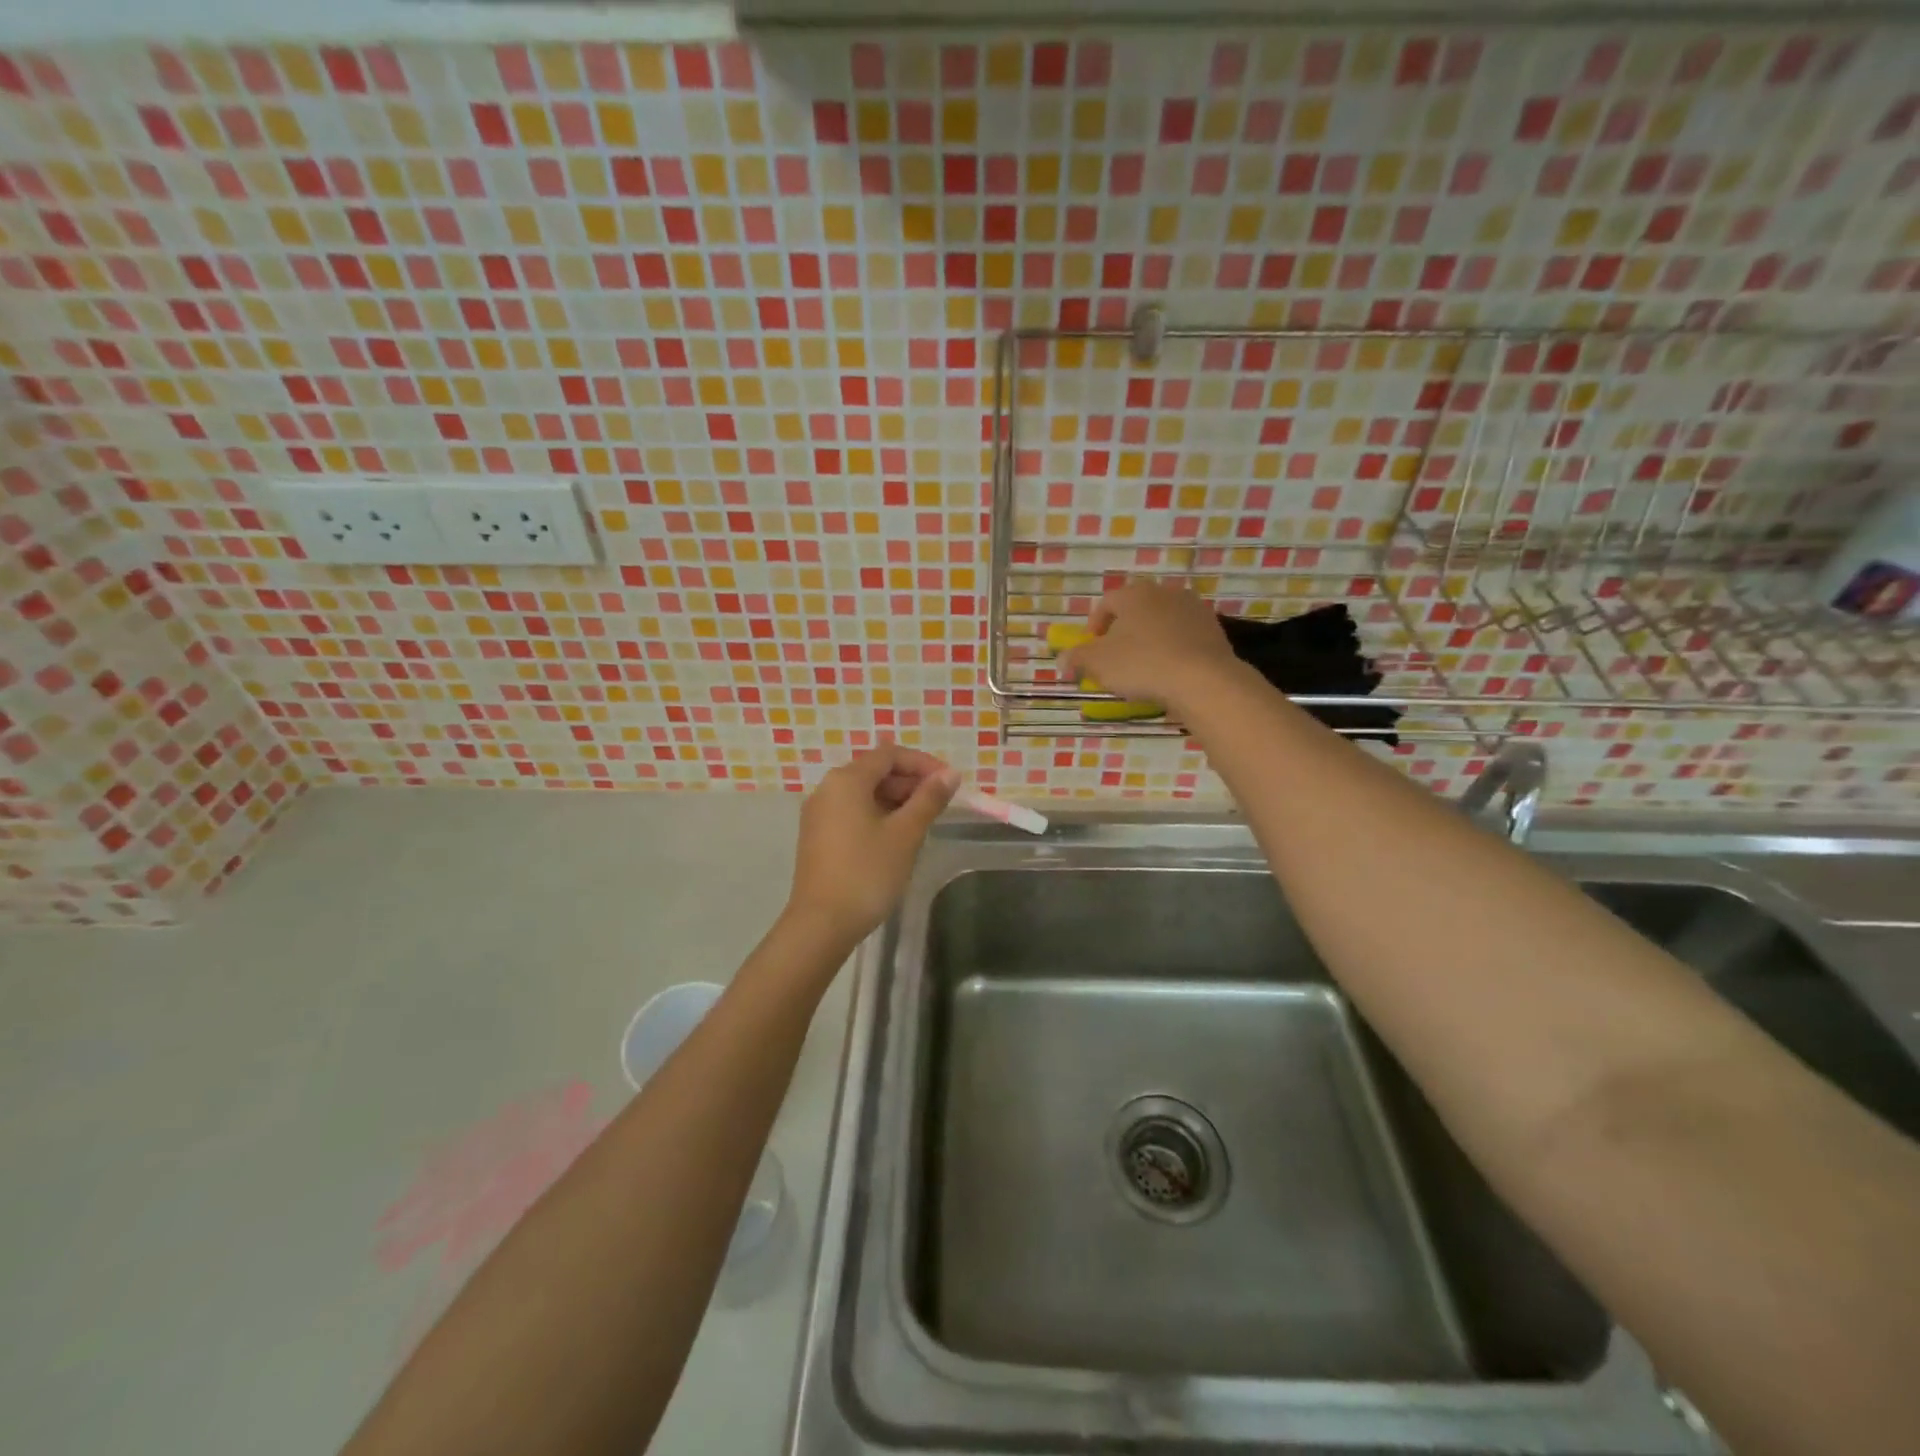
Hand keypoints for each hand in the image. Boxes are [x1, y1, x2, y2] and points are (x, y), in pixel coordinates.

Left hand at [786, 744, 959, 945]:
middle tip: (940, 804)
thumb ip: (929, 799)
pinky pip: (852, 811)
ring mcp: (819, 813)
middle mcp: (828, 788)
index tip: (949, 782)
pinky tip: (897, 837)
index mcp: (846, 780)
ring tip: (923, 822)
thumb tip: (950, 774)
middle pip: (874, 771)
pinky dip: (878, 814)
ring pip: (864, 792)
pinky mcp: (817, 836)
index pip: (889, 754)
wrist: (821, 924)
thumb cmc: (867, 873)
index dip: (922, 763)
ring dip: (895, 799)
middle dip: (910, 781)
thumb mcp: (905, 834)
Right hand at [1057, 582, 1239, 709]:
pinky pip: (1184, 636)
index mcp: (1133, 594)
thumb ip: (1077, 658)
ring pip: (1162, 622)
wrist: (1202, 679)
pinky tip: (1170, 670)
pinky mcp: (1214, 628)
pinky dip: (1174, 648)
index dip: (1095, 626)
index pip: (1106, 604)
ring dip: (1150, 638)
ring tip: (1144, 665)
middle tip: (1116, 657)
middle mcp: (1164, 592)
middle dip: (1123, 631)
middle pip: (1136, 610)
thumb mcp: (1098, 663)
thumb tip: (1062, 659)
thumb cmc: (1141, 664)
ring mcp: (1193, 608)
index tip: (1092, 649)